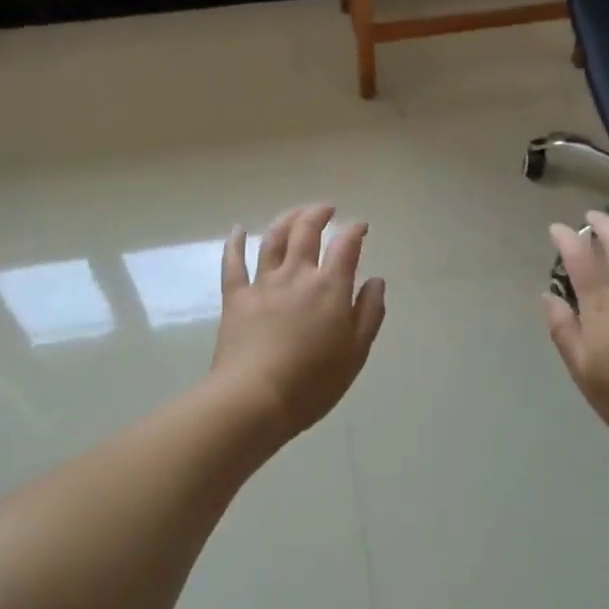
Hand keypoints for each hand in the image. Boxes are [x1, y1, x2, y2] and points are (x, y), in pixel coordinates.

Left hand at [213, 204, 386, 437]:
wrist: (254, 399)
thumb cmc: (313, 382)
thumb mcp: (356, 353)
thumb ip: (369, 313)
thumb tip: (375, 281)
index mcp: (330, 287)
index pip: (346, 245)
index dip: (355, 230)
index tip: (361, 226)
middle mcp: (297, 275)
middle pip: (306, 231)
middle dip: (319, 214)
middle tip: (327, 209)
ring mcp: (263, 284)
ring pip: (273, 239)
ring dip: (286, 220)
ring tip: (295, 213)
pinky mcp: (236, 298)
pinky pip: (233, 263)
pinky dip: (235, 243)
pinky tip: (238, 229)